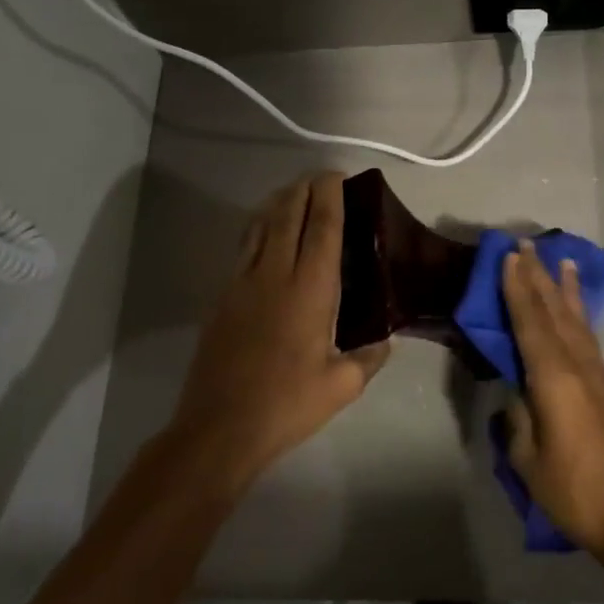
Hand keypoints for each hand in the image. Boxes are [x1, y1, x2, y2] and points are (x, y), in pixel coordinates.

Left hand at [171, 173, 389, 487]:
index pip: (321, 226)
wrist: (219, 427)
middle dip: (303, 188)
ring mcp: (242, 283)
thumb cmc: (286, 404)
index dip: (329, 195)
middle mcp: (274, 274)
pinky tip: (266, 234)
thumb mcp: (342, 386)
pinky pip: (244, 248)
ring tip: (293, 194)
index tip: (337, 176)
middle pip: (287, 214)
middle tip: (320, 179)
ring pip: (260, 226)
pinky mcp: (223, 297)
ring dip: (278, 202)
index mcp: (309, 289)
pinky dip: (259, 228)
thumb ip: (369, 358)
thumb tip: (384, 341)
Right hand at [500, 240, 603, 572]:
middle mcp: (577, 364)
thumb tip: (516, 389)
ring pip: (576, 318)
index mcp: (553, 378)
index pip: (530, 322)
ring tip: (560, 259)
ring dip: (564, 288)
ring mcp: (596, 373)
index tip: (509, 257)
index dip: (517, 288)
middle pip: (554, 311)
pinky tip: (578, 306)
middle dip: (539, 276)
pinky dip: (581, 312)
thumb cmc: (570, 488)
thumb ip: (518, 416)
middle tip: (527, 244)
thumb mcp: (527, 457)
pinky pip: (588, 335)